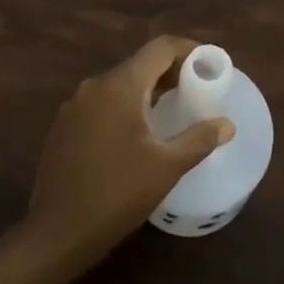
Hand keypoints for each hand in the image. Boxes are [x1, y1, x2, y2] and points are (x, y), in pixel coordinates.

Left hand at [20, 36, 233, 277]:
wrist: (56, 234)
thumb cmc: (116, 195)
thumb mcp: (166, 168)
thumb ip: (199, 139)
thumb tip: (227, 124)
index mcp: (121, 86)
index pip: (160, 48)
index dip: (187, 50)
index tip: (208, 65)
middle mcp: (95, 85)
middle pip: (139, 63)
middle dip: (169, 72)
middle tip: (194, 91)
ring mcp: (75, 104)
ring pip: (120, 83)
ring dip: (147, 90)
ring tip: (169, 111)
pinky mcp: (64, 125)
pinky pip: (102, 101)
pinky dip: (124, 105)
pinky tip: (135, 133)